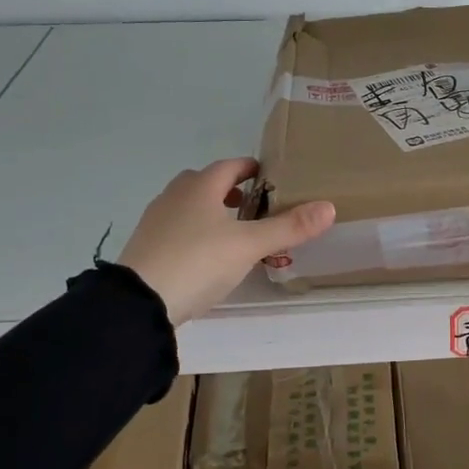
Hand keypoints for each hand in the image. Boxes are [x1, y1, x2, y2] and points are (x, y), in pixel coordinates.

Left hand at [117, 159, 334, 324]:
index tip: (270, 177)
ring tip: (234, 232)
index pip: (230, 166)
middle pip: (206, 183)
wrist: (139, 302)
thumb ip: (289, 227)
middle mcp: (175, 196)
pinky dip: (195, 233)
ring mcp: (156, 221)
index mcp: (200, 186)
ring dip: (211, 212)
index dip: (251, 169)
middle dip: (230, 190)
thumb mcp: (250, 245)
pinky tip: (207, 256)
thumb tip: (329, 207)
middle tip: (254, 205)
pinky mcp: (146, 246)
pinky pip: (177, 229)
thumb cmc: (198, 262)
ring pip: (189, 206)